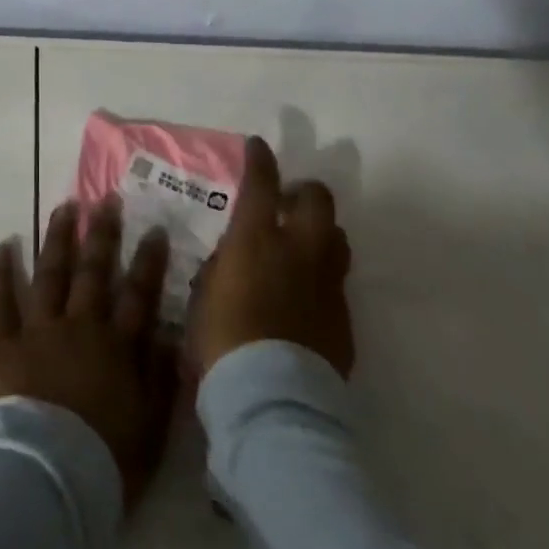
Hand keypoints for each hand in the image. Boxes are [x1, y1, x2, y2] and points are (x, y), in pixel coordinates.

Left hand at [0, 199, 178, 510]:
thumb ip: (161, 377)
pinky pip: (1, 299)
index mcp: (116, 346)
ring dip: (58, 238)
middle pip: (94, 271)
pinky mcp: (1, 342)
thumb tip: (170, 333)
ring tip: (64, 207)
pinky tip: (4, 244)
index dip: (148, 261)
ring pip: (51, 272)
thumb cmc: (104, 462)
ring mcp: (38, 329)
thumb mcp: (151, 427)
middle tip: (106, 199)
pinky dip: (2, 270)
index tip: (154, 228)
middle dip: (102, 234)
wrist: (46, 480)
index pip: (138, 294)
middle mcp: (80, 325)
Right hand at [189, 136, 353, 378]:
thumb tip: (233, 256)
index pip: (262, 181)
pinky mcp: (344, 319)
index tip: (258, 146)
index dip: (261, 159)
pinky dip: (323, 279)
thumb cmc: (222, 341)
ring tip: (303, 248)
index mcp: (258, 238)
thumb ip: (222, 265)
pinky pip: (337, 284)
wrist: (272, 402)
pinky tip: (308, 298)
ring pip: (337, 237)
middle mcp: (298, 250)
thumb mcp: (205, 293)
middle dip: (305, 192)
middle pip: (318, 200)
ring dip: (320, 234)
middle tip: (288, 204)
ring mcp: (327, 284)